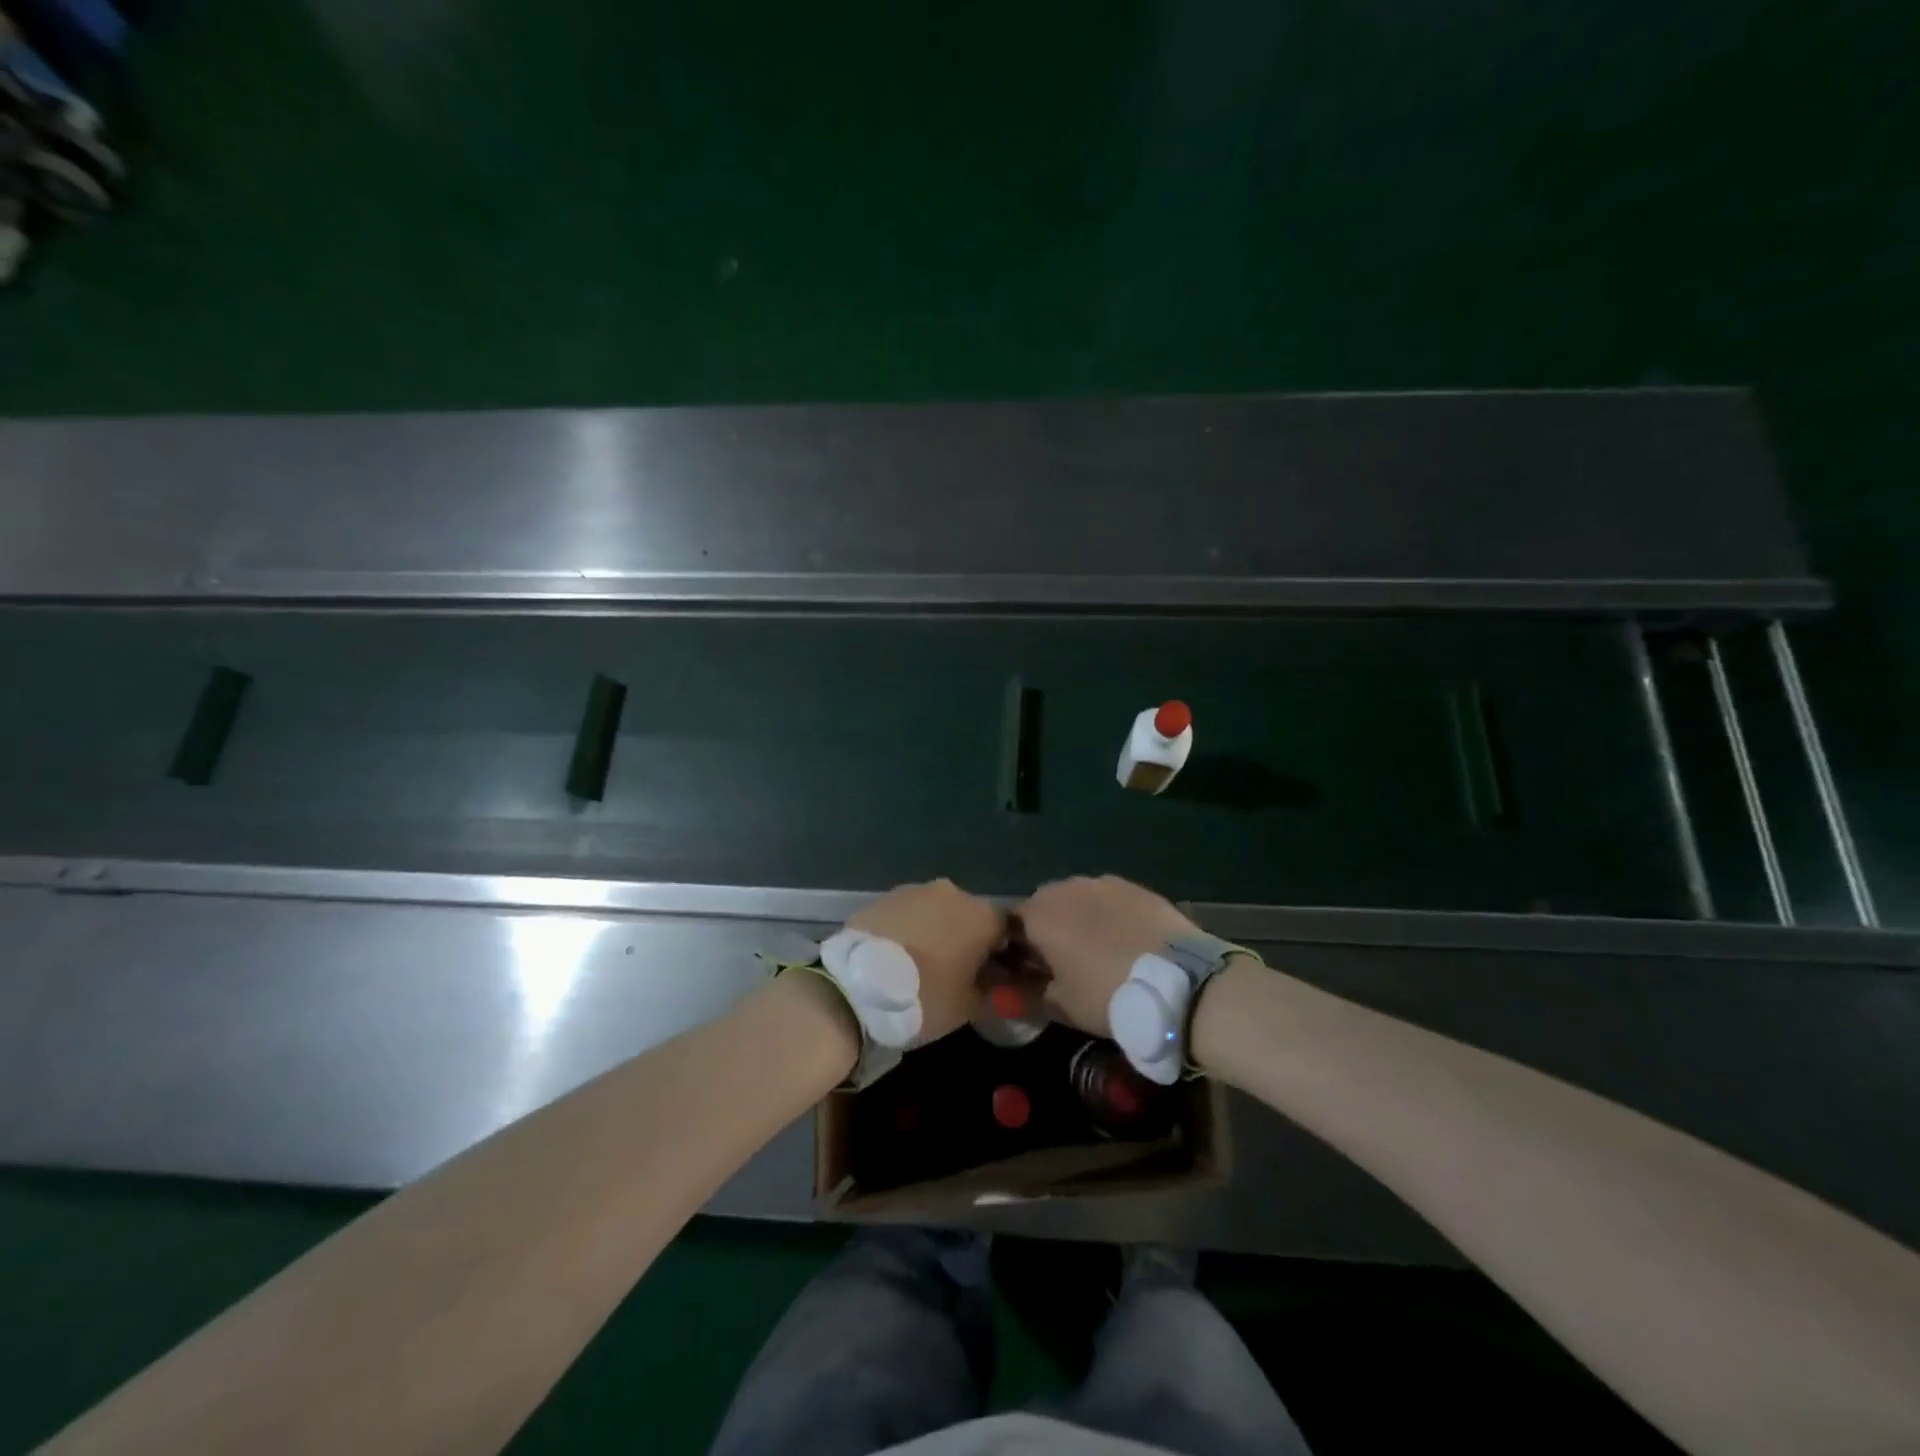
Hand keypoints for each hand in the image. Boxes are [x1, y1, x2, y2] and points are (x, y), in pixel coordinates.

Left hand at [848, 879, 1003, 1041]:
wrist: (857, 987)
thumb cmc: (925, 997)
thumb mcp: (969, 1007)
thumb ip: (994, 992)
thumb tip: (1002, 985)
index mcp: (982, 916)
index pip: (1007, 929)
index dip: (1003, 954)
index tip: (992, 977)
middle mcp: (953, 893)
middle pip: (970, 916)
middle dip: (966, 939)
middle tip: (954, 973)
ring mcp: (915, 891)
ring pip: (936, 911)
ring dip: (935, 932)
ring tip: (919, 965)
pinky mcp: (883, 897)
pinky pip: (906, 914)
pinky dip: (907, 930)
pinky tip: (895, 956)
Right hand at [1020, 876, 1198, 1036]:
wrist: (1179, 980)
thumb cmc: (1108, 995)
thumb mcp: (1062, 1006)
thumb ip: (1032, 994)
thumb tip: (1017, 991)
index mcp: (1039, 915)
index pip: (1011, 924)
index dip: (1018, 947)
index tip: (1030, 970)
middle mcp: (1065, 888)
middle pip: (1045, 905)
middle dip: (1049, 928)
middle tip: (1065, 961)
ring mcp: (1103, 883)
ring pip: (1079, 898)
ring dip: (1080, 917)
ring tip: (1100, 950)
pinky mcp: (1135, 886)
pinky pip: (1110, 899)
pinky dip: (1111, 915)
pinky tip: (1127, 940)